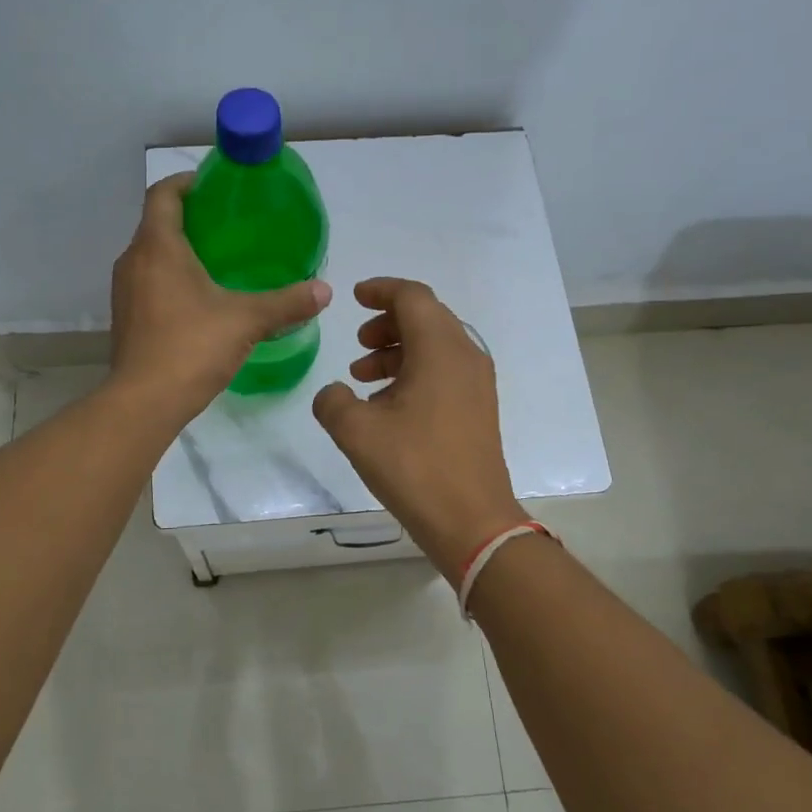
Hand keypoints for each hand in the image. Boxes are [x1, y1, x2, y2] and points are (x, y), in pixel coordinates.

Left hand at [109, 173, 330, 422]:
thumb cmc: (192, 347)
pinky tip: (199, 300)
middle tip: (228, 226)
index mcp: (158, 247)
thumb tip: (325, 290)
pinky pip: (148, 282)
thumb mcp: (247, 321)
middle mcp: (133, 260)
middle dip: (189, 218)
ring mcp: (124, 291)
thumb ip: (287, 303)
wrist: (144, 402)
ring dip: (178, 251)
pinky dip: (170, 279)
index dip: (186, 182)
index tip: (214, 186)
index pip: (164, 194)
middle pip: (157, 223)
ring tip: (218, 262)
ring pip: (151, 255)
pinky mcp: (125, 317)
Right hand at [312, 278, 527, 582]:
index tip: (354, 297)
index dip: (381, 290)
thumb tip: (334, 393)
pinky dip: (415, 372)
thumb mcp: (356, 432)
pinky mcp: (479, 408)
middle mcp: (465, 356)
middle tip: (357, 345)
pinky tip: (388, 405)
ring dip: (398, 351)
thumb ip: (332, 401)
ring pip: (435, 346)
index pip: (412, 297)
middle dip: (387, 323)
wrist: (471, 520)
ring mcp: (477, 383)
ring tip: (363, 379)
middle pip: (426, 318)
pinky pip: (444, 371)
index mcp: (440, 349)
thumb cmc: (414, 467)